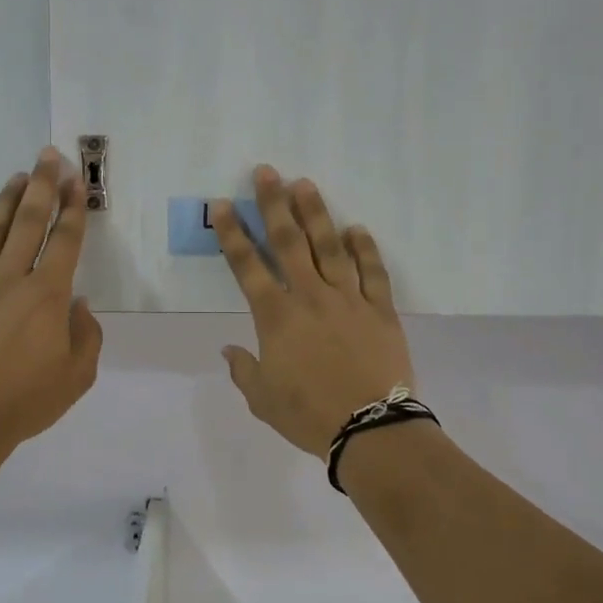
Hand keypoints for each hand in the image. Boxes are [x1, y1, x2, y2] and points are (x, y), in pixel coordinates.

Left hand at [0, 148, 102, 452]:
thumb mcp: (78, 375)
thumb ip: (87, 334)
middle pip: (28, 223)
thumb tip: (76, 304)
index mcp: (46, 296)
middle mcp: (10, 280)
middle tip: (48, 156)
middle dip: (41, 186)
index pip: (64, 240)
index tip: (76, 181)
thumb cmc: (28, 400)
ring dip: (6, 202)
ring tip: (17, 178)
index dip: (73, 208)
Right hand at [213, 166, 414, 458]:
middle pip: (289, 242)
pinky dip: (365, 248)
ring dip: (316, 214)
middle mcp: (310, 297)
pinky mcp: (380, 310)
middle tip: (265, 172)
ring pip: (330, 247)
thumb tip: (230, 351)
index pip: (247, 266)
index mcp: (277, 317)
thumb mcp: (263, 399)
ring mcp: (349, 299)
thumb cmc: (309, 415)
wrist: (370, 430)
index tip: (222, 205)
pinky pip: (373, 272)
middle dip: (274, 205)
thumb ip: (244, 370)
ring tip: (305, 185)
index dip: (232, 234)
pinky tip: (357, 228)